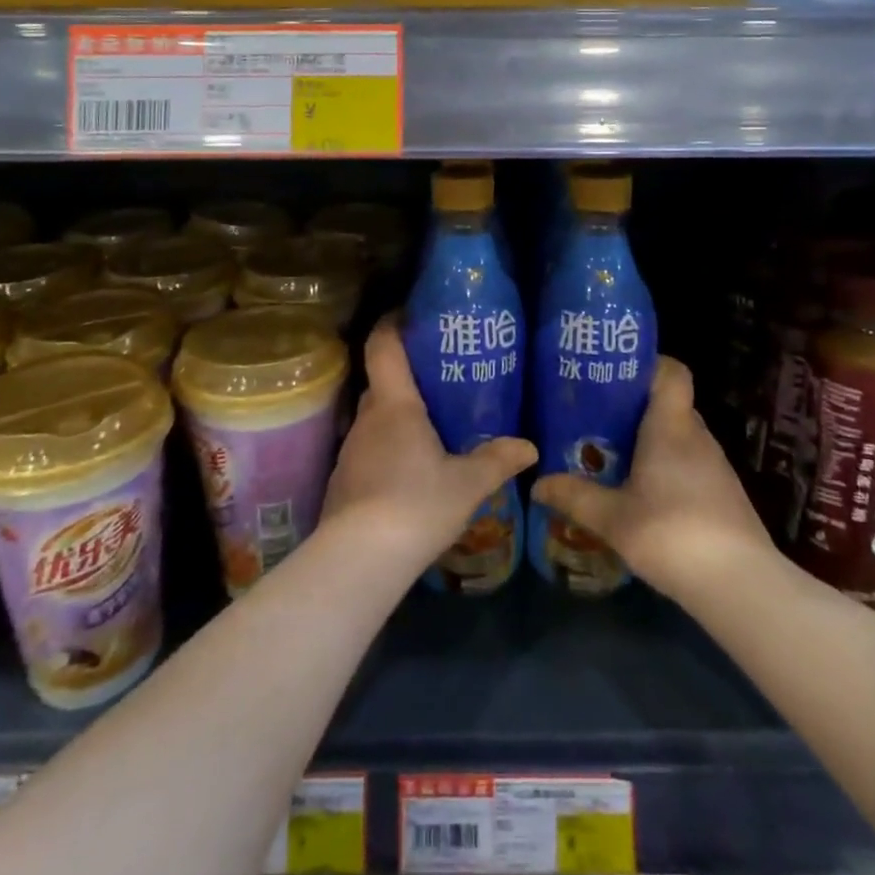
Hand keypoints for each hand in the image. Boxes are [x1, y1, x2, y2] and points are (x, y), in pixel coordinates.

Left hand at [323, 320, 537, 574]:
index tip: (410, 313)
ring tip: (432, 423)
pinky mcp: (344, 480)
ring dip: (398, 414)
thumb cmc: (416, 505)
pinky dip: (389, 446)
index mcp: (395, 406)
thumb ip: (497, 460)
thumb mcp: (467, 484)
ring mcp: (351, 450)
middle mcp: (367, 419)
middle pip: (382, 382)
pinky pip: (370, 448)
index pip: (383, 346)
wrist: (359, 560)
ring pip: (376, 418)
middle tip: (441, 376)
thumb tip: (530, 446)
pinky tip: (412, 468)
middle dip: (407, 374)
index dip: (392, 323)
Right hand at [531, 358, 774, 602]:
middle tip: (597, 419)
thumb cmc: (672, 534)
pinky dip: (666, 469)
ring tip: (612, 457)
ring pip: (679, 437)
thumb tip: (537, 483)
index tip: (616, 374)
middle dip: (635, 409)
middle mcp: (697, 437)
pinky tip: (643, 495)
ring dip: (650, 442)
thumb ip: (575, 496)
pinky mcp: (724, 495)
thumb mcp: (612, 518)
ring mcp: (716, 467)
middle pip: (670, 405)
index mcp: (671, 427)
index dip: (649, 365)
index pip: (673, 372)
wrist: (740, 586)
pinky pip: (689, 465)